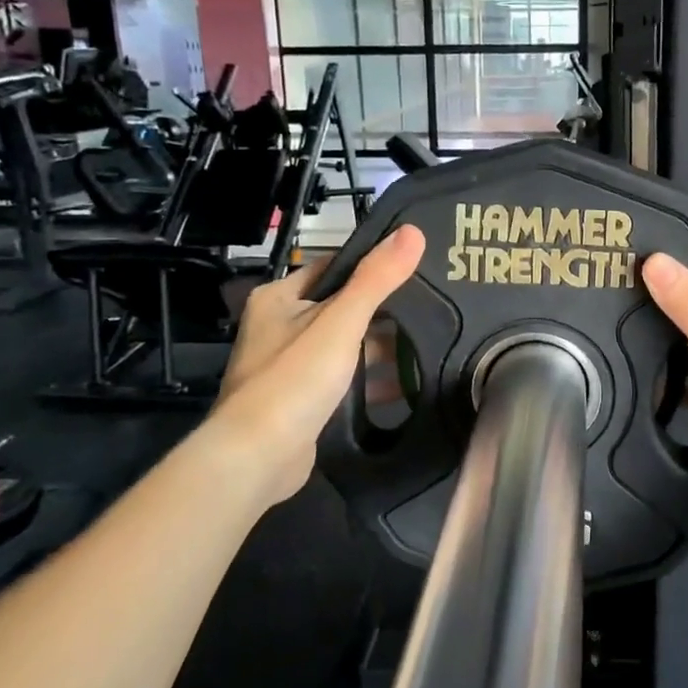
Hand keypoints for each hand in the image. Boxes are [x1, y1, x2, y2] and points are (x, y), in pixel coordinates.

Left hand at [210, 225, 426, 499]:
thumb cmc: (295, 378)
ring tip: (428, 344)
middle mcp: (278, 327)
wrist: (257, 456)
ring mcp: (287, 366)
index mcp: (278, 298)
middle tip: (430, 308)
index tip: (414, 268)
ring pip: (343, 346)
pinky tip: (406, 385)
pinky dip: (369, 380)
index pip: (333, 268)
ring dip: (378, 349)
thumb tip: (413, 231)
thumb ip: (377, 278)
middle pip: (340, 307)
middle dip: (382, 312)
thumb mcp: (341, 321)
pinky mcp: (299, 401)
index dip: (372, 266)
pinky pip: (341, 380)